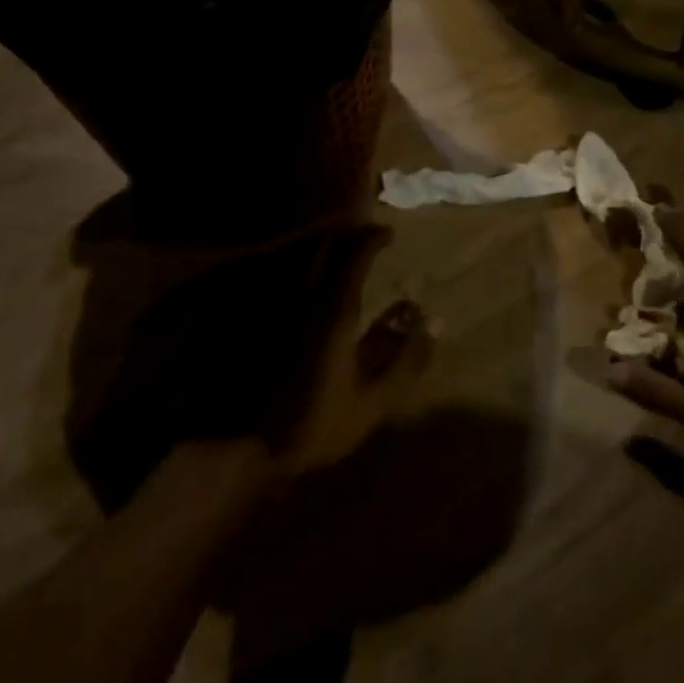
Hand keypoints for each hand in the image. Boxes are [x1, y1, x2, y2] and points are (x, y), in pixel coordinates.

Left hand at [269, 225, 430, 474]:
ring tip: (341, 256)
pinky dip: (304, 273)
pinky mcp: (260, 322)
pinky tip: (312, 287)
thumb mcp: (375, 399)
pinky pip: (286, 282)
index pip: (354, 256)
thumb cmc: (317, 424)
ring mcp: (277, 309)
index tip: (389, 234)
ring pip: (301, 261)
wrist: (247, 448)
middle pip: (322, 248)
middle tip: (365, 239)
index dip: (373, 239)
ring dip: (323, 252)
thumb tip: (436, 321)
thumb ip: (408, 358)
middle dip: (346, 237)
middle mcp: (303, 299)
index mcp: (334, 312)